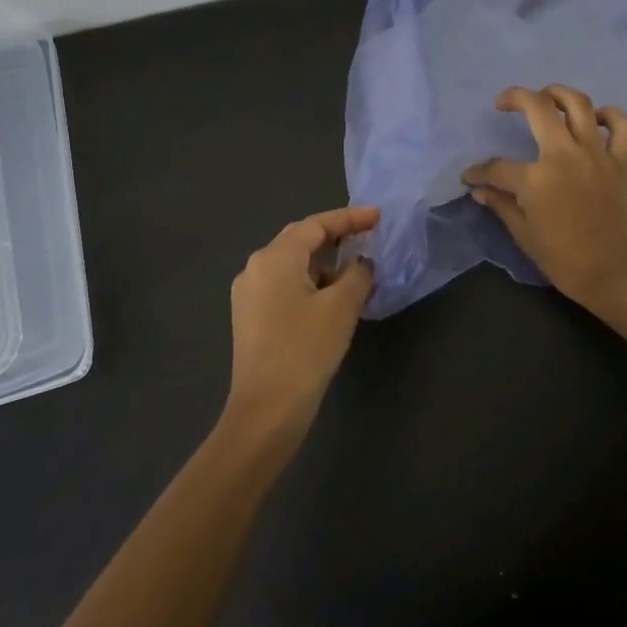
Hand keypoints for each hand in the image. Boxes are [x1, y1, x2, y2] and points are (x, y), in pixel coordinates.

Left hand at [225, 206, 378, 445]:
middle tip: (368, 237)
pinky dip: (310, 284)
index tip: (378, 217)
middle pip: (300, 240)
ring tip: (355, 273)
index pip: (315, 225)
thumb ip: (357, 275)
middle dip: (335, 237)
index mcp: (274, 258)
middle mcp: (255, 268)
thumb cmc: (306, 350)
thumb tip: (361, 263)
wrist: (267, 410)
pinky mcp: (250, 317)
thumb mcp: (341, 307)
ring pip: (292, 265)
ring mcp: (248, 294)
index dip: (349, 218)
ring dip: (324, 264)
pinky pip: (284, 286)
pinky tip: (331, 299)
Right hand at [461, 85, 626, 311]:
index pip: (497, 166)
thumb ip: (502, 205)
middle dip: (515, 98)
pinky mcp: (621, 161)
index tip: (470, 176)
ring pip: (579, 104)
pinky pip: (622, 126)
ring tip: (546, 97)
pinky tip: (596, 119)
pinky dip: (610, 116)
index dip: (479, 171)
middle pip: (538, 108)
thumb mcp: (524, 235)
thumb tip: (480, 190)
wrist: (614, 273)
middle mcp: (564, 155)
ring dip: (559, 93)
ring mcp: (596, 154)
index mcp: (535, 178)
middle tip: (503, 103)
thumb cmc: (564, 259)